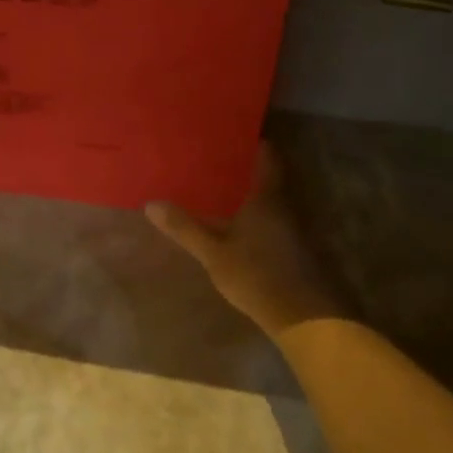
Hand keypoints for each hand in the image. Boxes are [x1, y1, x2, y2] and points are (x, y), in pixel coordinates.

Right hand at [146, 144, 344, 339]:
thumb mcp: (213, 252)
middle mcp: (284, 206)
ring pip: (271, 202)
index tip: (231, 136)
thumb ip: (184, 228)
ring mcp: (294, 229)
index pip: (267, 157)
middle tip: (216, 163)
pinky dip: (257, 218)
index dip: (253, 143)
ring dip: (250, 196)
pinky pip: (274, 222)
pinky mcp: (296, 250)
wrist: (301, 316)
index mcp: (266, 197)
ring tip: (221, 192)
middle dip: (245, 170)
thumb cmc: (255, 275)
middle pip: (269, 178)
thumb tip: (151, 203)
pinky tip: (238, 227)